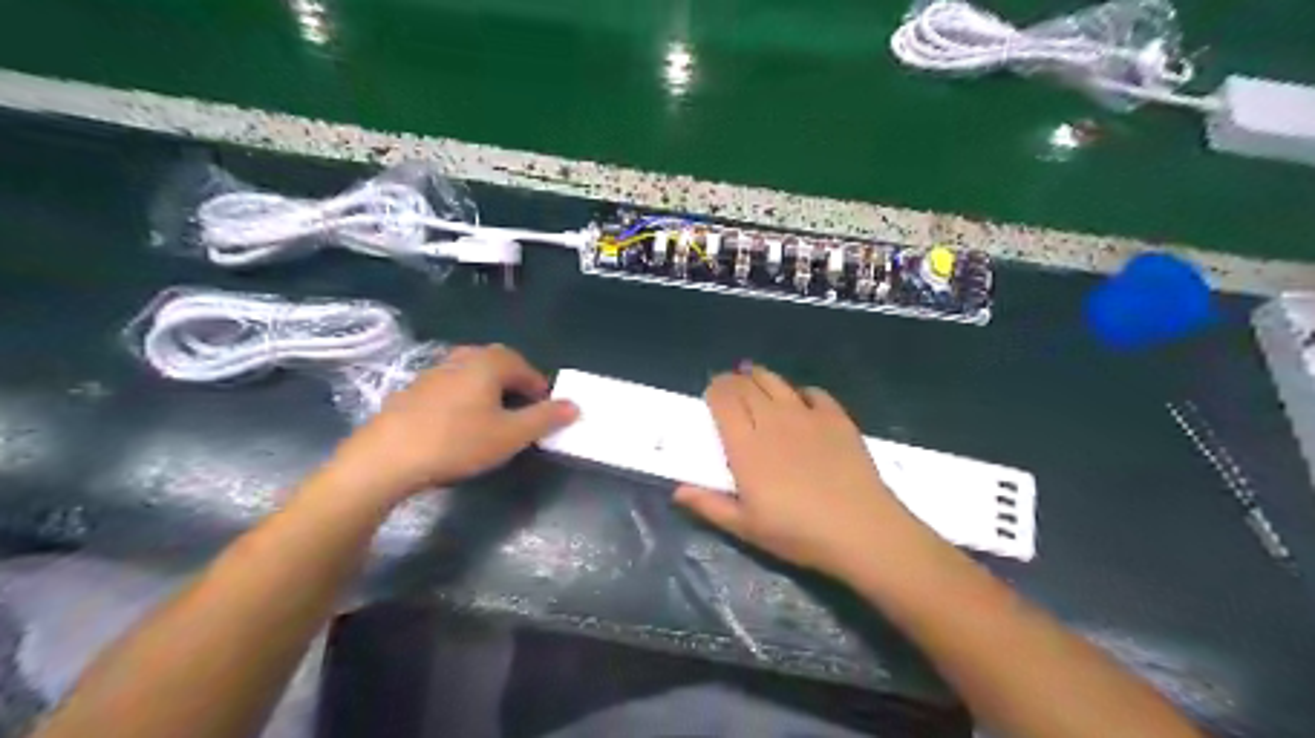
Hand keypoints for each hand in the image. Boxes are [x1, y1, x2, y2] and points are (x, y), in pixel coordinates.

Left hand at [324, 344, 576, 507]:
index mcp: (488, 363)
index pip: (524, 367)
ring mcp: (433, 372)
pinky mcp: (412, 390)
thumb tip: (574, 405)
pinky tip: (457, 426)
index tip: (543, 413)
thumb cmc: (457, 442)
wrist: (385, 458)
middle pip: (497, 365)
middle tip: (520, 414)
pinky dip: (463, 399)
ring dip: (487, 392)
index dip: (539, 389)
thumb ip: (545, 418)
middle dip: (513, 386)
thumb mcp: (510, 435)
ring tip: (491, 420)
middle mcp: (461, 358)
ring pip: (471, 375)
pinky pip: (450, 387)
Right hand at [678, 367, 920, 578]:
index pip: (723, 401)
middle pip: (747, 386)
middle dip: (732, 381)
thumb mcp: (746, 527)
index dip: (714, 391)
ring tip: (754, 379)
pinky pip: (813, 393)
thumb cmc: (797, 532)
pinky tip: (799, 401)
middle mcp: (772, 420)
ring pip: (776, 382)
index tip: (710, 393)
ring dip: (760, 377)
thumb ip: (710, 504)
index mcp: (746, 445)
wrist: (860, 528)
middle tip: (728, 386)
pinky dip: (799, 392)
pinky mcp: (835, 418)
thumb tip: (678, 490)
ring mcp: (806, 415)